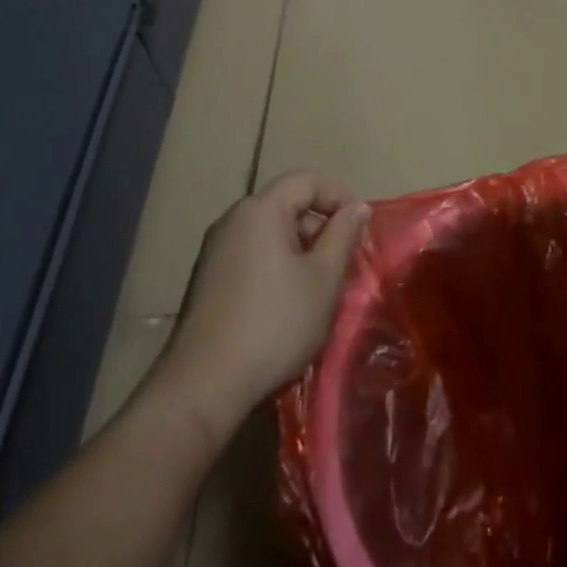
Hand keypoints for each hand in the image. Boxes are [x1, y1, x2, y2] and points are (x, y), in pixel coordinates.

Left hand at [157, 172, 368, 433]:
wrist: (203, 386)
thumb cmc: (274, 324)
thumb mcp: (323, 278)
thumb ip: (343, 235)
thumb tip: (357, 207)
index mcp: (260, 210)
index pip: (307, 180)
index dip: (340, 195)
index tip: (362, 226)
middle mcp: (233, 220)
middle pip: (287, 203)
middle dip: (321, 224)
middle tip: (345, 258)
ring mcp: (215, 250)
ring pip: (270, 231)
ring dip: (301, 247)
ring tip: (321, 283)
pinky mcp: (207, 279)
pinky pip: (252, 253)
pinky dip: (278, 263)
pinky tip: (289, 301)